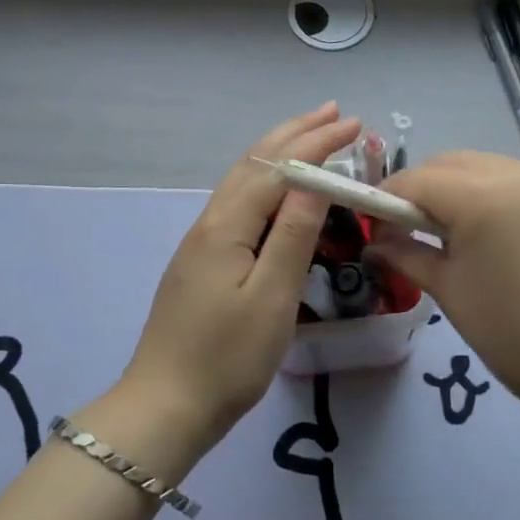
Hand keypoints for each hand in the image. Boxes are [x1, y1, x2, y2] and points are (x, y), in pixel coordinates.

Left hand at [117, 104, 362, 461]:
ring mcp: (203, 241)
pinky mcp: (203, 261)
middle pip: (255, 163)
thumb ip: (294, 234)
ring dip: (279, 153)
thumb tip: (315, 178)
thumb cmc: (227, 359)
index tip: (354, 123)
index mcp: (227, 226)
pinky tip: (278, 190)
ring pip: (244, 180)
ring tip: (311, 135)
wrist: (165, 407)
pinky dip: (267, 181)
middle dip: (295, 133)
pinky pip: (240, 203)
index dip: (317, 143)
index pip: (278, 169)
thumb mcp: (272, 298)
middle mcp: (211, 222)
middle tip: (333, 112)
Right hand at [371, 151, 519, 416]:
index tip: (376, 223)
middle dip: (422, 188)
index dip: (388, 197)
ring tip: (453, 229)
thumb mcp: (448, 290)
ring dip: (458, 186)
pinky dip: (493, 192)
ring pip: (484, 166)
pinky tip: (494, 230)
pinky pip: (517, 179)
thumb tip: (376, 242)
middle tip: (410, 227)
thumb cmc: (510, 332)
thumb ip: (405, 254)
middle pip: (449, 164)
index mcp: (480, 197)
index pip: (417, 180)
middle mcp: (515, 174)